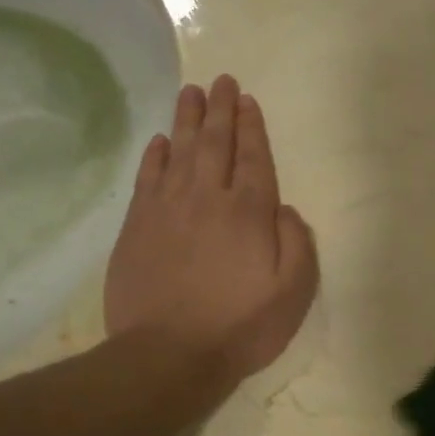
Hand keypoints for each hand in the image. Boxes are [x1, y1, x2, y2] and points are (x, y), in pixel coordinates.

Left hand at [104, 76, 317, 399]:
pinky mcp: (137, 227)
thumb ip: (297, 243)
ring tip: (191, 92)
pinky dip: (155, 156)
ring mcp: (168, 210)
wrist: (167, 355)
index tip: (248, 100)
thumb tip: (284, 210)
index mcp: (249, 212)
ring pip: (179, 152)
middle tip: (221, 80)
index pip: (254, 158)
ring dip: (187, 120)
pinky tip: (160, 141)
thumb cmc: (241, 325)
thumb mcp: (294, 291)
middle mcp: (208, 199)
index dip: (252, 127)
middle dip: (221, 110)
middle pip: (215, 143)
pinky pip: (147, 178)